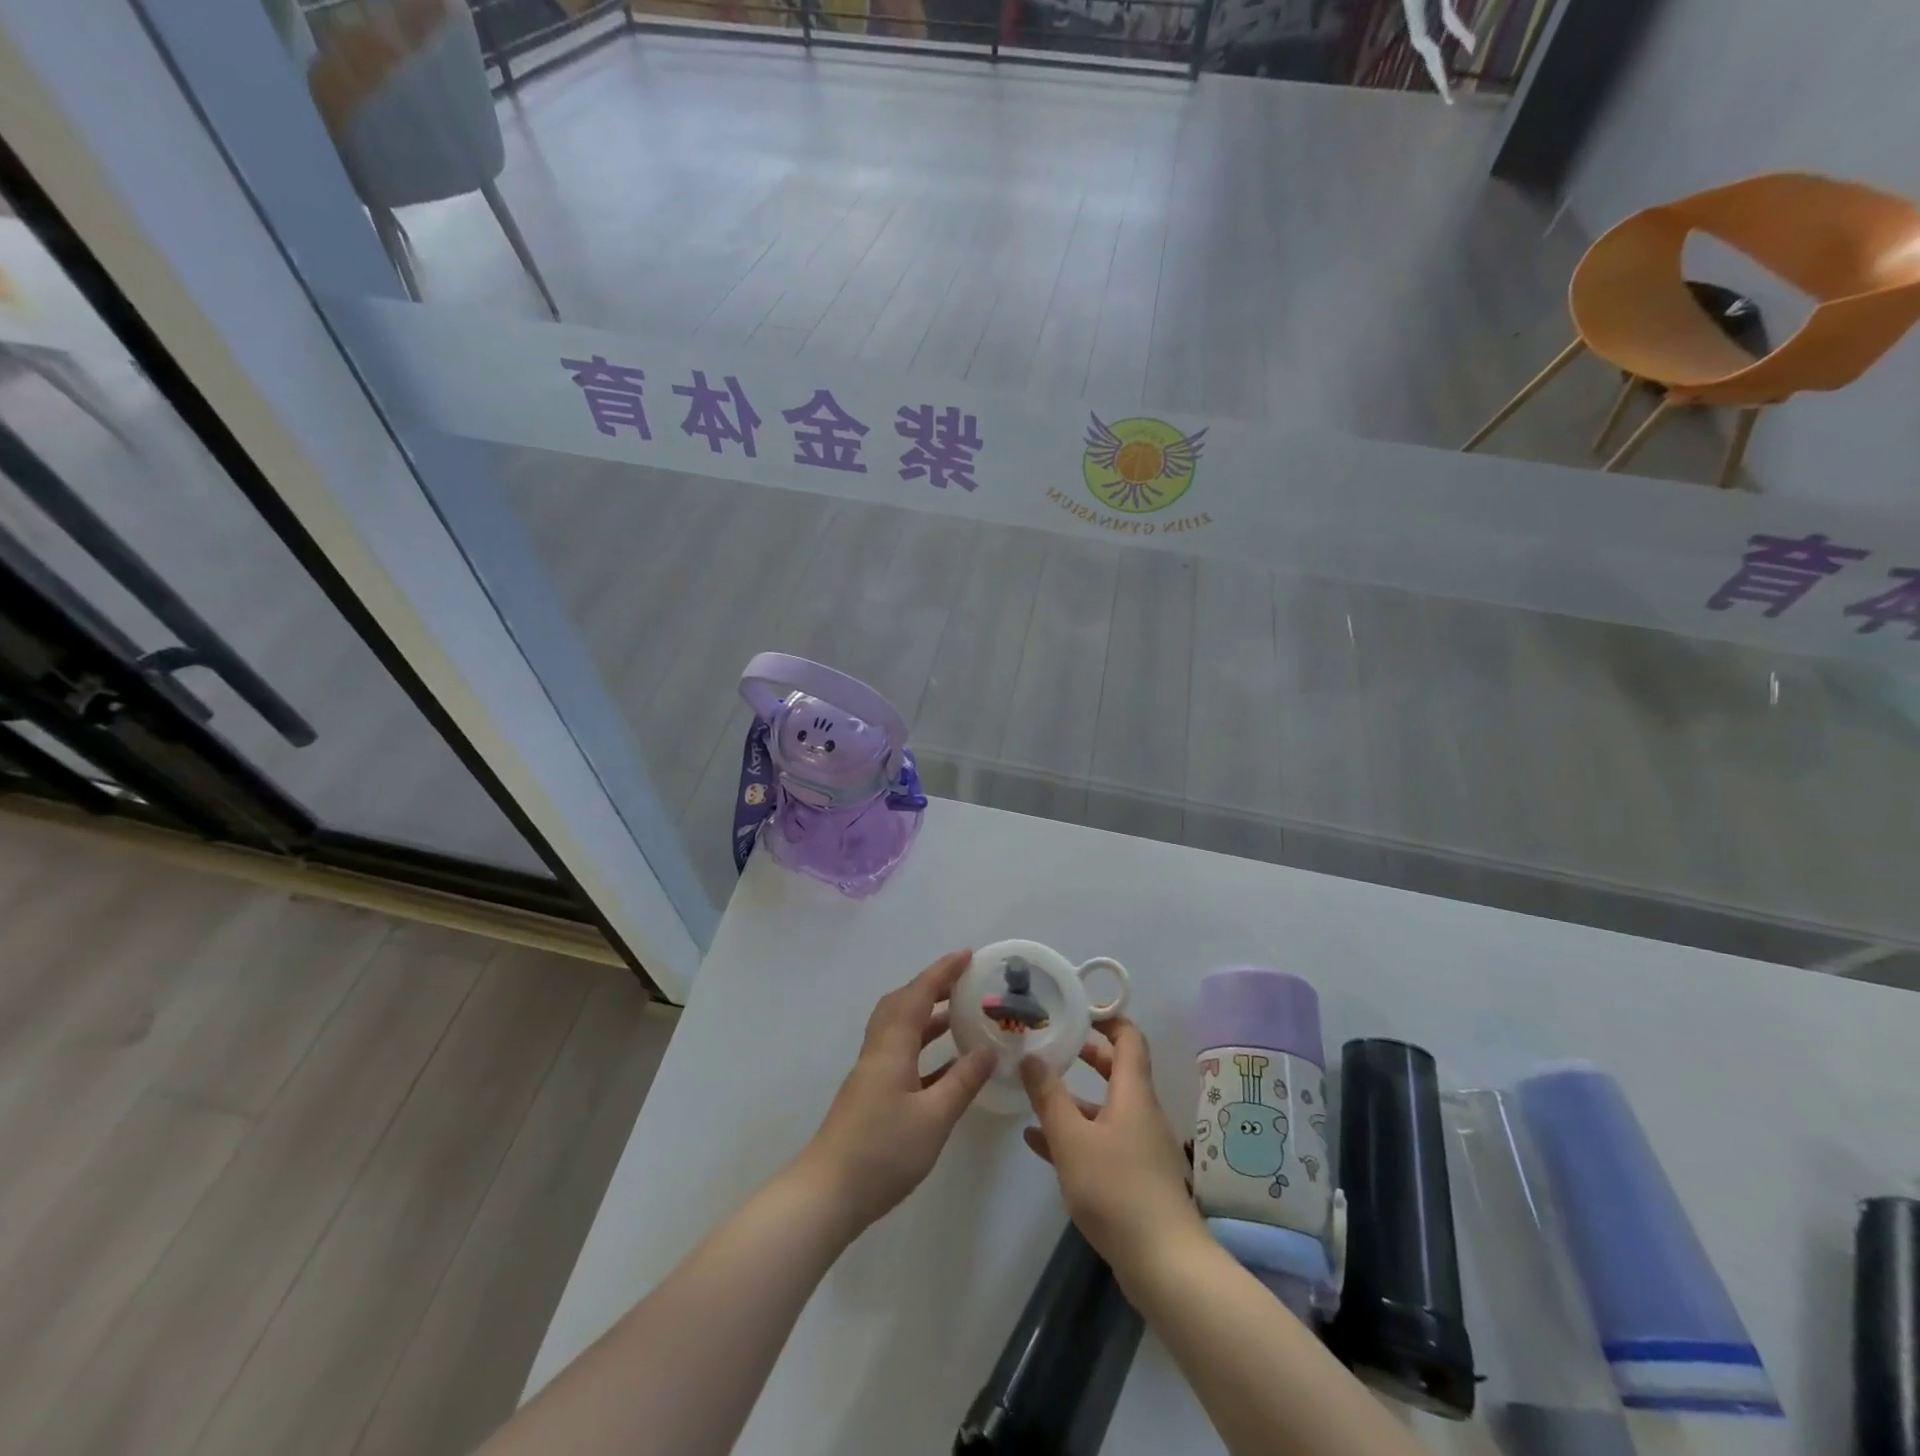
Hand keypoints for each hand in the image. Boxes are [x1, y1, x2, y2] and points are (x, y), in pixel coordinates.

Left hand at [800, 950, 995, 1234]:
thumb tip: (988, 1048)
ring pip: (900, 1028)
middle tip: (964, 982)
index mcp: (892, 1047)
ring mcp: (872, 1073)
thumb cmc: (882, 1152)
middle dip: (933, 987)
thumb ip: (962, 1081)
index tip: (968, 955)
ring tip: (961, 1015)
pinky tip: (947, 1064)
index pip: (919, 995)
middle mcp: (879, 1050)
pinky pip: (901, 1053)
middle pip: (903, 1003)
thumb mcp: (934, 1118)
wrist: (827, 1195)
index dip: (942, 972)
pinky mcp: (871, 1095)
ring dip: (928, 1015)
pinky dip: (923, 1047)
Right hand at [1021, 1017, 1205, 1273]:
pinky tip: (1037, 1141)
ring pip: (1104, 1108)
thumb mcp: (1072, 1139)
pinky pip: (1100, 1141)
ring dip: (1073, 1097)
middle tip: (1053, 1042)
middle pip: (1116, 1070)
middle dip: (1085, 1054)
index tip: (1077, 1009)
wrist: (1164, 1264)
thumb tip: (1032, 1056)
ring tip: (1035, 1089)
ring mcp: (1139, 1146)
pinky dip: (1074, 1134)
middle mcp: (1140, 1112)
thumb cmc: (1117, 1189)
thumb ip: (1049, 1096)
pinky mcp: (1133, 1177)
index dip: (1107, 1018)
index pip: (1129, 1038)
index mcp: (1133, 1093)